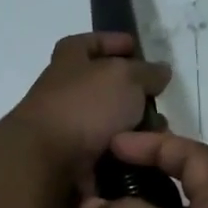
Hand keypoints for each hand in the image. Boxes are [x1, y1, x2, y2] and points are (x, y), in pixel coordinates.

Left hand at [8, 34, 171, 207]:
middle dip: (134, 97)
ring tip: (160, 138)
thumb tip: (160, 72)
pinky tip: (148, 161)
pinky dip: (127, 159)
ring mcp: (67, 132)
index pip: (88, 44)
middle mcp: (64, 95)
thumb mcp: (124, 77)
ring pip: (110, 128)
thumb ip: (146, 72)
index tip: (135, 48)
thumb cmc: (84, 108)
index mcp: (68, 63)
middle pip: (103, 90)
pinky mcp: (73, 165)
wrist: (46, 165)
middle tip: (160, 104)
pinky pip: (108, 158)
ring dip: (136, 132)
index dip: (110, 42)